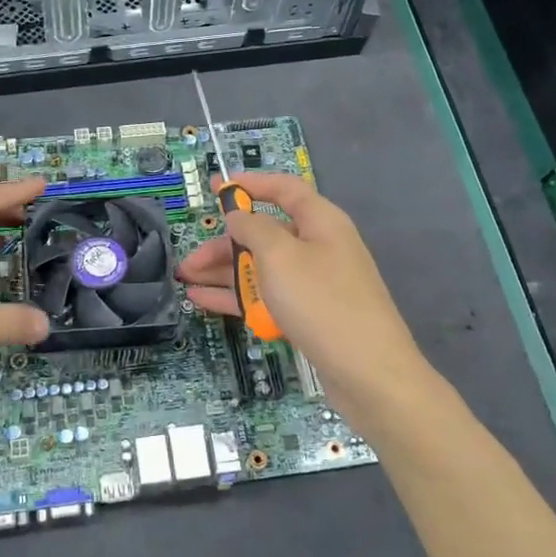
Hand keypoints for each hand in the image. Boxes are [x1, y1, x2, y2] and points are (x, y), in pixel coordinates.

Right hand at [176, 173, 426, 412]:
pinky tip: (205, 302)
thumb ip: (253, 229)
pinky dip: (239, 296)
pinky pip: (269, 296)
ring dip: (225, 273)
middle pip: (266, 234)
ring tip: (186, 283)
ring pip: (263, 268)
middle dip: (224, 244)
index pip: (284, 189)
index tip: (214, 187)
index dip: (250, 183)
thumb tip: (237, 216)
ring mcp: (315, 284)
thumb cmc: (321, 302)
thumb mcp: (280, 256)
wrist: (369, 373)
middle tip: (189, 261)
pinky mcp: (310, 315)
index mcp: (320, 222)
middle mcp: (319, 247)